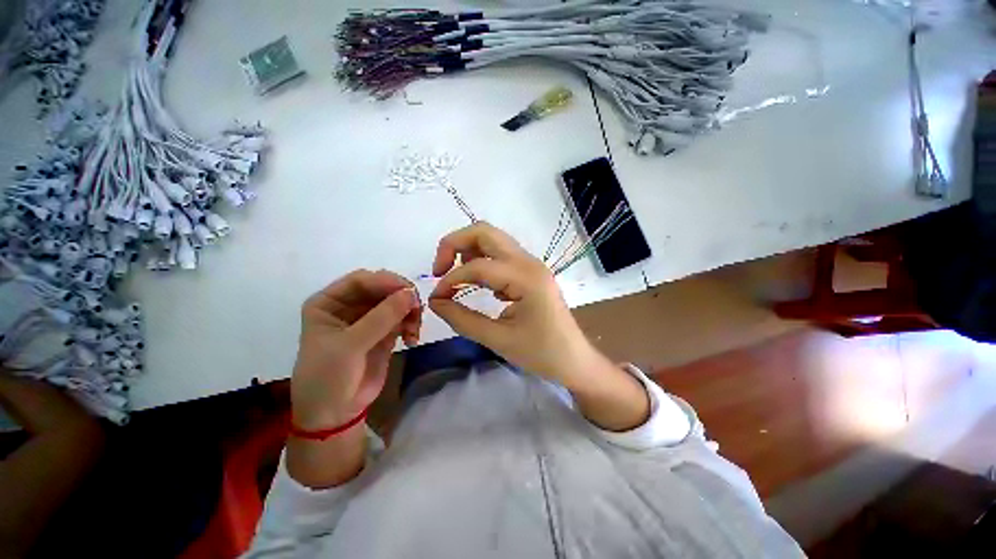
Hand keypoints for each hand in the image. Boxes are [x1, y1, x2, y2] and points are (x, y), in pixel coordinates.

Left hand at [291, 270, 421, 431]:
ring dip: (410, 312)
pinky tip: (413, 339)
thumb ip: (381, 318)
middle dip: (402, 297)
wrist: (334, 414)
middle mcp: (350, 306)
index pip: (361, 280)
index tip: (408, 291)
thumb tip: (411, 293)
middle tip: (417, 309)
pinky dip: (412, 325)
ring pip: (397, 303)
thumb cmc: (328, 376)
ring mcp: (369, 319)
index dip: (385, 281)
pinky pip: (403, 319)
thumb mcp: (350, 346)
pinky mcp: (385, 333)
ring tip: (415, 330)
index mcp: (330, 303)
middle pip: (383, 289)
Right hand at [427, 222, 596, 386]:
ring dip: (468, 250)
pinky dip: (482, 260)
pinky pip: (501, 254)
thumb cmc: (541, 353)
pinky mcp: (530, 271)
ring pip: (493, 239)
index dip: (450, 280)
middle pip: (484, 232)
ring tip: (455, 276)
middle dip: (455, 244)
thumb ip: (462, 319)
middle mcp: (528, 262)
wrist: (574, 360)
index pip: (477, 266)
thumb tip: (435, 302)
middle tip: (440, 270)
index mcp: (525, 277)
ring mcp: (531, 264)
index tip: (437, 299)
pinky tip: (478, 284)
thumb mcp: (498, 339)